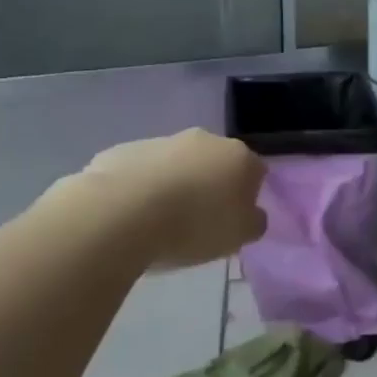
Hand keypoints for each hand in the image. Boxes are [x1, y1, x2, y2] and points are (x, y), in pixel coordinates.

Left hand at [69, 129, 266, 269]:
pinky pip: (140, 172)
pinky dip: (139, 188)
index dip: (247, 196)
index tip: (234, 219)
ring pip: (176, 165)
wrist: (119, 214)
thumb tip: (251, 214)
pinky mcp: (122, 151)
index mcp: (240, 157)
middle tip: (198, 220)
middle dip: (210, 185)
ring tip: (158, 222)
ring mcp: (161, 142)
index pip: (256, 172)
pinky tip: (129, 215)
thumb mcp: (240, 236)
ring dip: (174, 185)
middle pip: (215, 163)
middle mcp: (205, 140)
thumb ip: (253, 222)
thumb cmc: (194, 225)